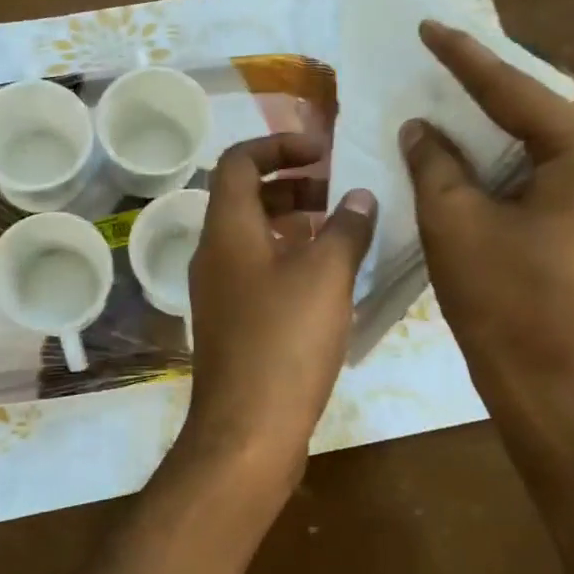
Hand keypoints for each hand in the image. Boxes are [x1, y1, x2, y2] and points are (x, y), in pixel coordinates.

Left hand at [178, 134, 376, 499]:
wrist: (247, 429)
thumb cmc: (285, 341)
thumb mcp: (326, 276)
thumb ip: (345, 229)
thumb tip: (360, 197)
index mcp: (227, 229)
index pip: (238, 161)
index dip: (278, 144)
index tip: (322, 150)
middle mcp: (213, 253)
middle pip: (244, 197)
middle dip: (291, 184)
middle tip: (337, 191)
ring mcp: (218, 290)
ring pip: (253, 237)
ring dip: (292, 223)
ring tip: (340, 230)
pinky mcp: (231, 322)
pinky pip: (257, 271)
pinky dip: (288, 259)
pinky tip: (327, 279)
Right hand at [402, 20, 573, 451]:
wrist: (550, 382)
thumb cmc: (502, 302)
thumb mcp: (454, 223)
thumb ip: (435, 162)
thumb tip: (420, 126)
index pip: (518, 90)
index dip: (465, 58)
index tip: (429, 26)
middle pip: (551, 97)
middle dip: (497, 77)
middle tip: (446, 59)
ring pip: (556, 126)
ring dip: (508, 110)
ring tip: (458, 90)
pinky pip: (557, 157)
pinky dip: (517, 143)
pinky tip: (481, 141)